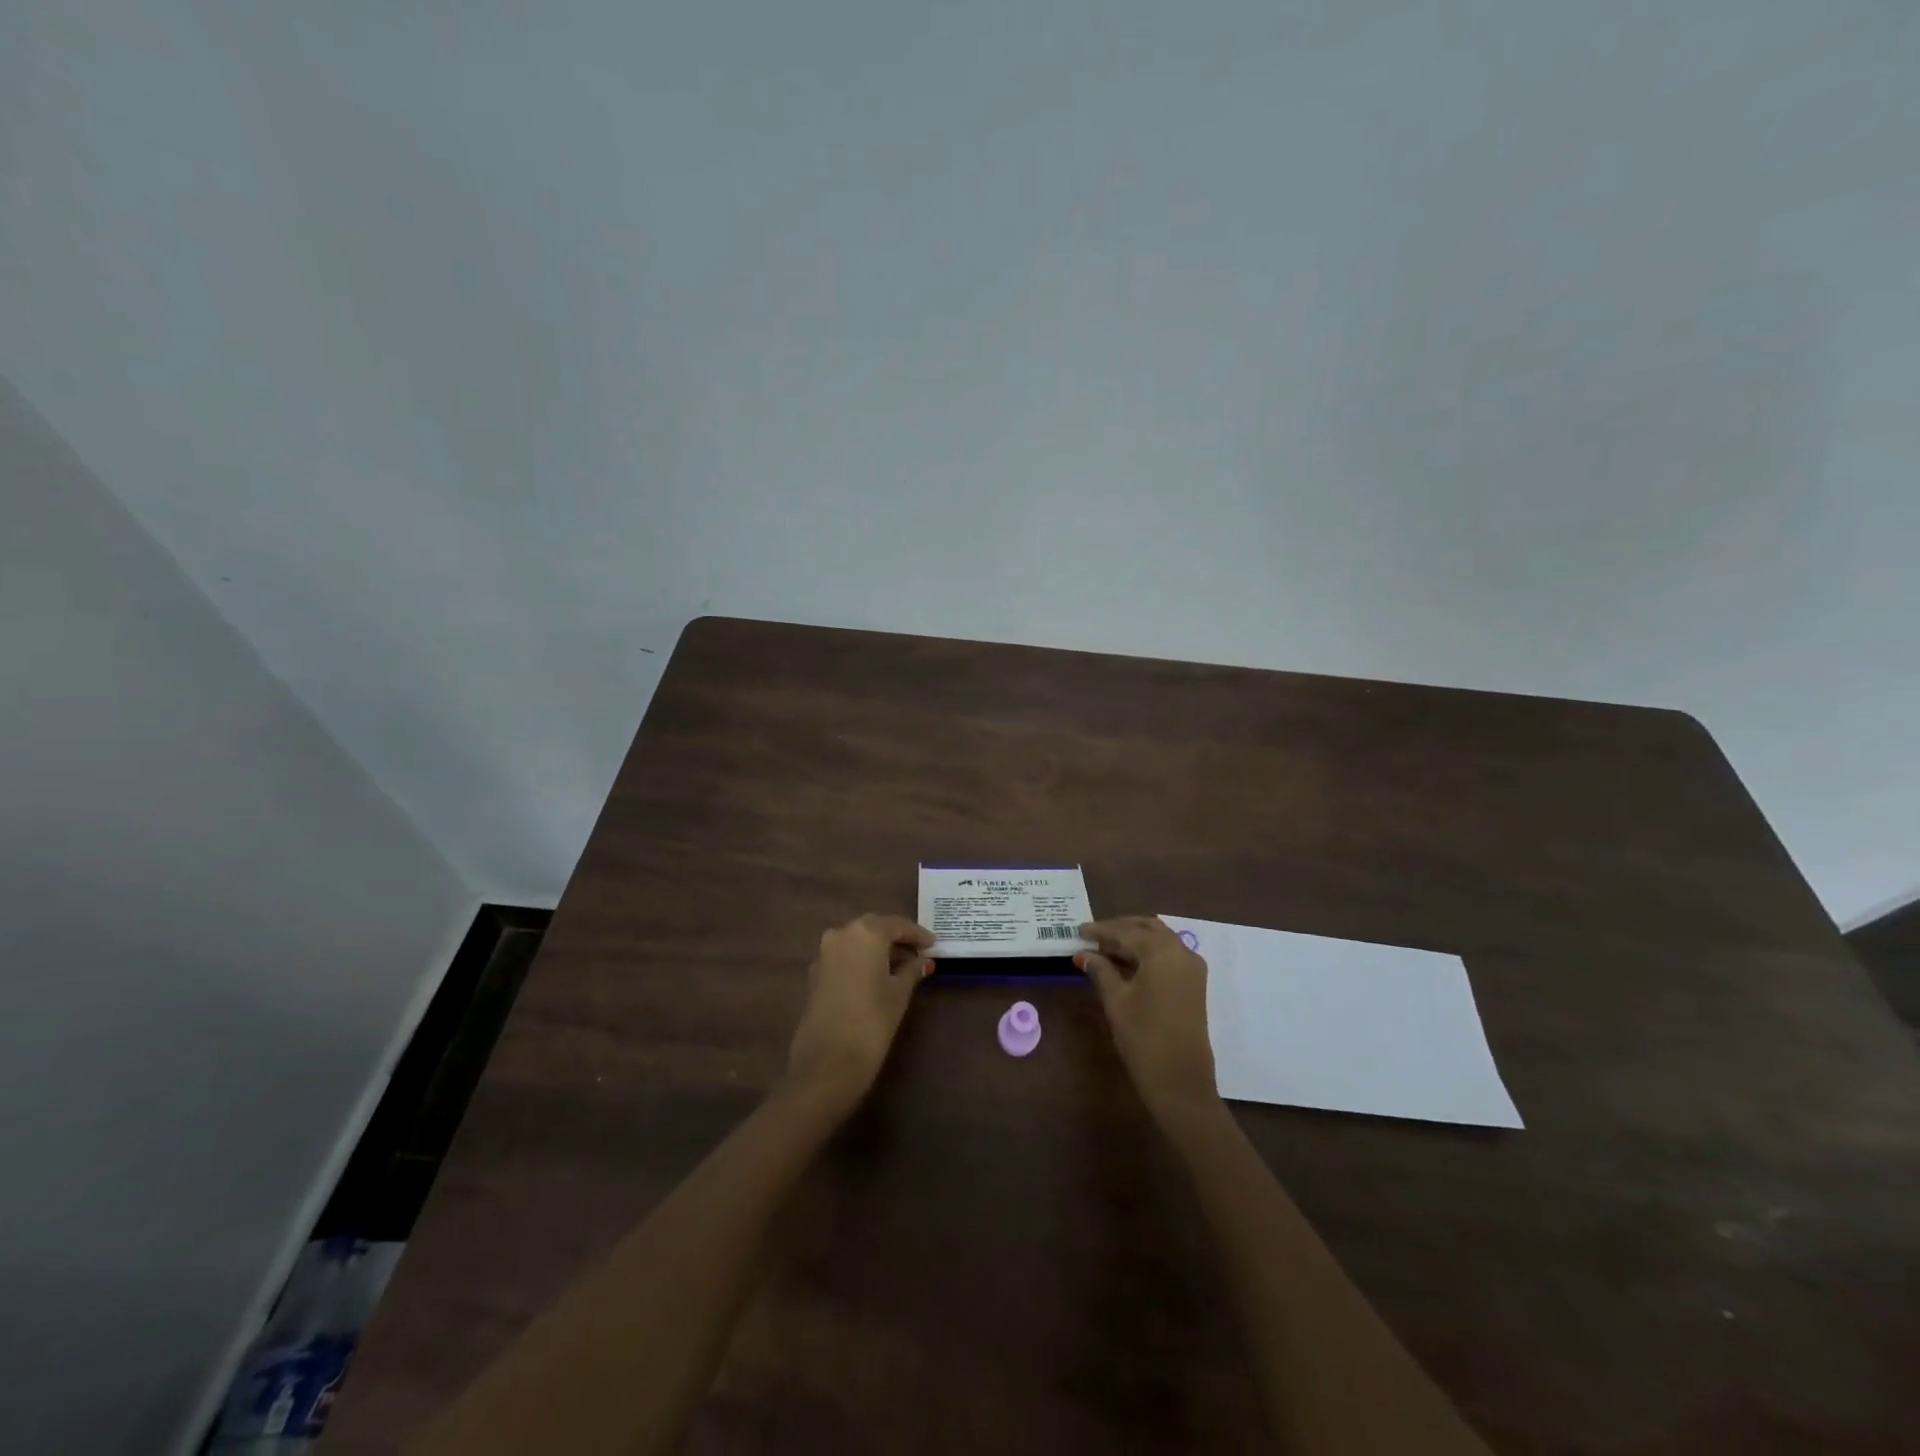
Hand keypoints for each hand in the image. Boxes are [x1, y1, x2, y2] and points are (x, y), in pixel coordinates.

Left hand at [786, 913, 933, 1108]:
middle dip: (896, 937)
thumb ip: (912, 971)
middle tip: (918, 951)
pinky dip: (861, 960)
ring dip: (877, 949)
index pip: (897, 925)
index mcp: (866, 933)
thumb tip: (922, 961)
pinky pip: (844, 956)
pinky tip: (875, 977)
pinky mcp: (815, 974)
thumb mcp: (899, 994)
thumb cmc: (872, 1022)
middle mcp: (842, 934)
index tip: (934, 943)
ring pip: (857, 941)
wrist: (826, 1063)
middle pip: (874, 928)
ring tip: (900, 966)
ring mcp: (824, 954)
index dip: (917, 934)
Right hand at [1078, 916, 1219, 1122]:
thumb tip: (1084, 954)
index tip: (1079, 930)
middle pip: (1147, 928)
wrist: (1180, 1081)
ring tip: (1105, 951)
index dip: (1101, 930)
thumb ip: (1100, 970)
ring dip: (1134, 940)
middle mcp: (1182, 952)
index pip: (1127, 931)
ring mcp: (1192, 968)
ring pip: (1160, 940)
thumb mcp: (1116, 1000)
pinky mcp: (1194, 984)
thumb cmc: (1143, 1037)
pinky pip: (1168, 955)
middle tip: (1093, 938)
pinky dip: (1147, 953)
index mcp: (1162, 952)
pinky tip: (1126, 964)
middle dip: (1120, 929)